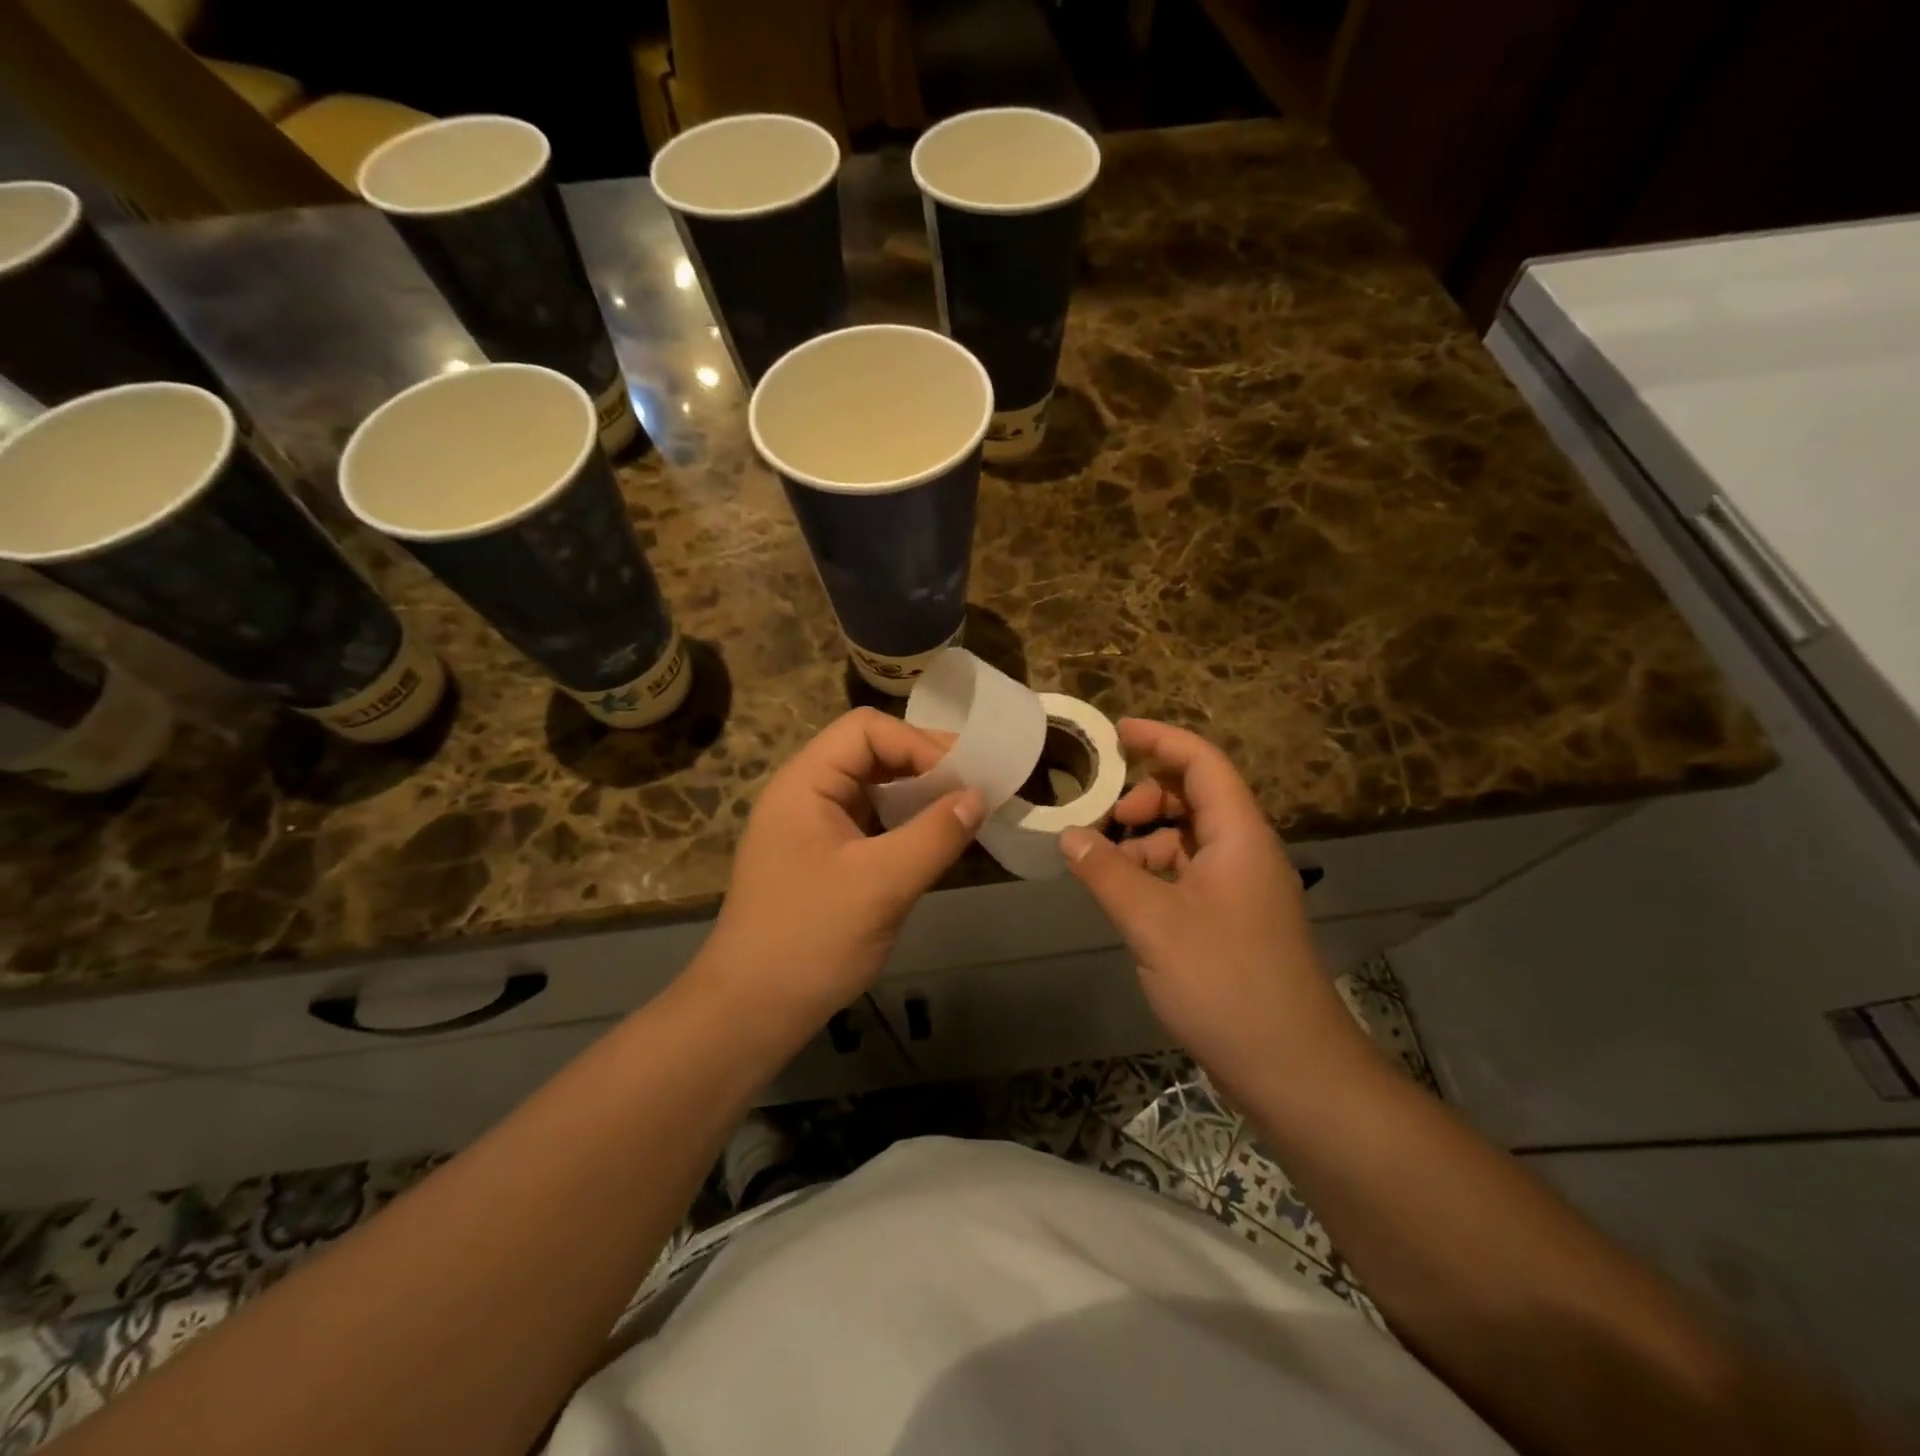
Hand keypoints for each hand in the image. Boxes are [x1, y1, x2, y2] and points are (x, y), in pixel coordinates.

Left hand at [700, 708, 984, 1023]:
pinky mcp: (826, 859)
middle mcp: (807, 794)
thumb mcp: (880, 884)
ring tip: (965, 812)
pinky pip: (873, 824)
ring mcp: (815, 828)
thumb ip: (934, 835)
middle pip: (872, 753)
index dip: (918, 744)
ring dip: (920, 795)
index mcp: (805, 783)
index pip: (867, 730)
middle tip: (977, 789)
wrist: (751, 1012)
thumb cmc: (809, 940)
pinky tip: (937, 842)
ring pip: (875, 789)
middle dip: (925, 766)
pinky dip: (907, 824)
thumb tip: (980, 796)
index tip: (964, 779)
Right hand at [1058, 720, 1366, 1094]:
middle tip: (1103, 820)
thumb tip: (1068, 836)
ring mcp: (1241, 888)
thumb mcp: (1153, 923)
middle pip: (1194, 797)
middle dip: (1144, 798)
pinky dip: (1155, 872)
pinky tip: (1125, 897)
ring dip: (1146, 839)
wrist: (1291, 1067)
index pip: (1202, 763)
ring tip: (1103, 864)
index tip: (1116, 732)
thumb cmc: (1225, 982)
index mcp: (1238, 836)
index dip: (1161, 739)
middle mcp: (1244, 851)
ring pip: (1188, 838)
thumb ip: (1107, 873)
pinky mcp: (1233, 920)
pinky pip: (1189, 873)